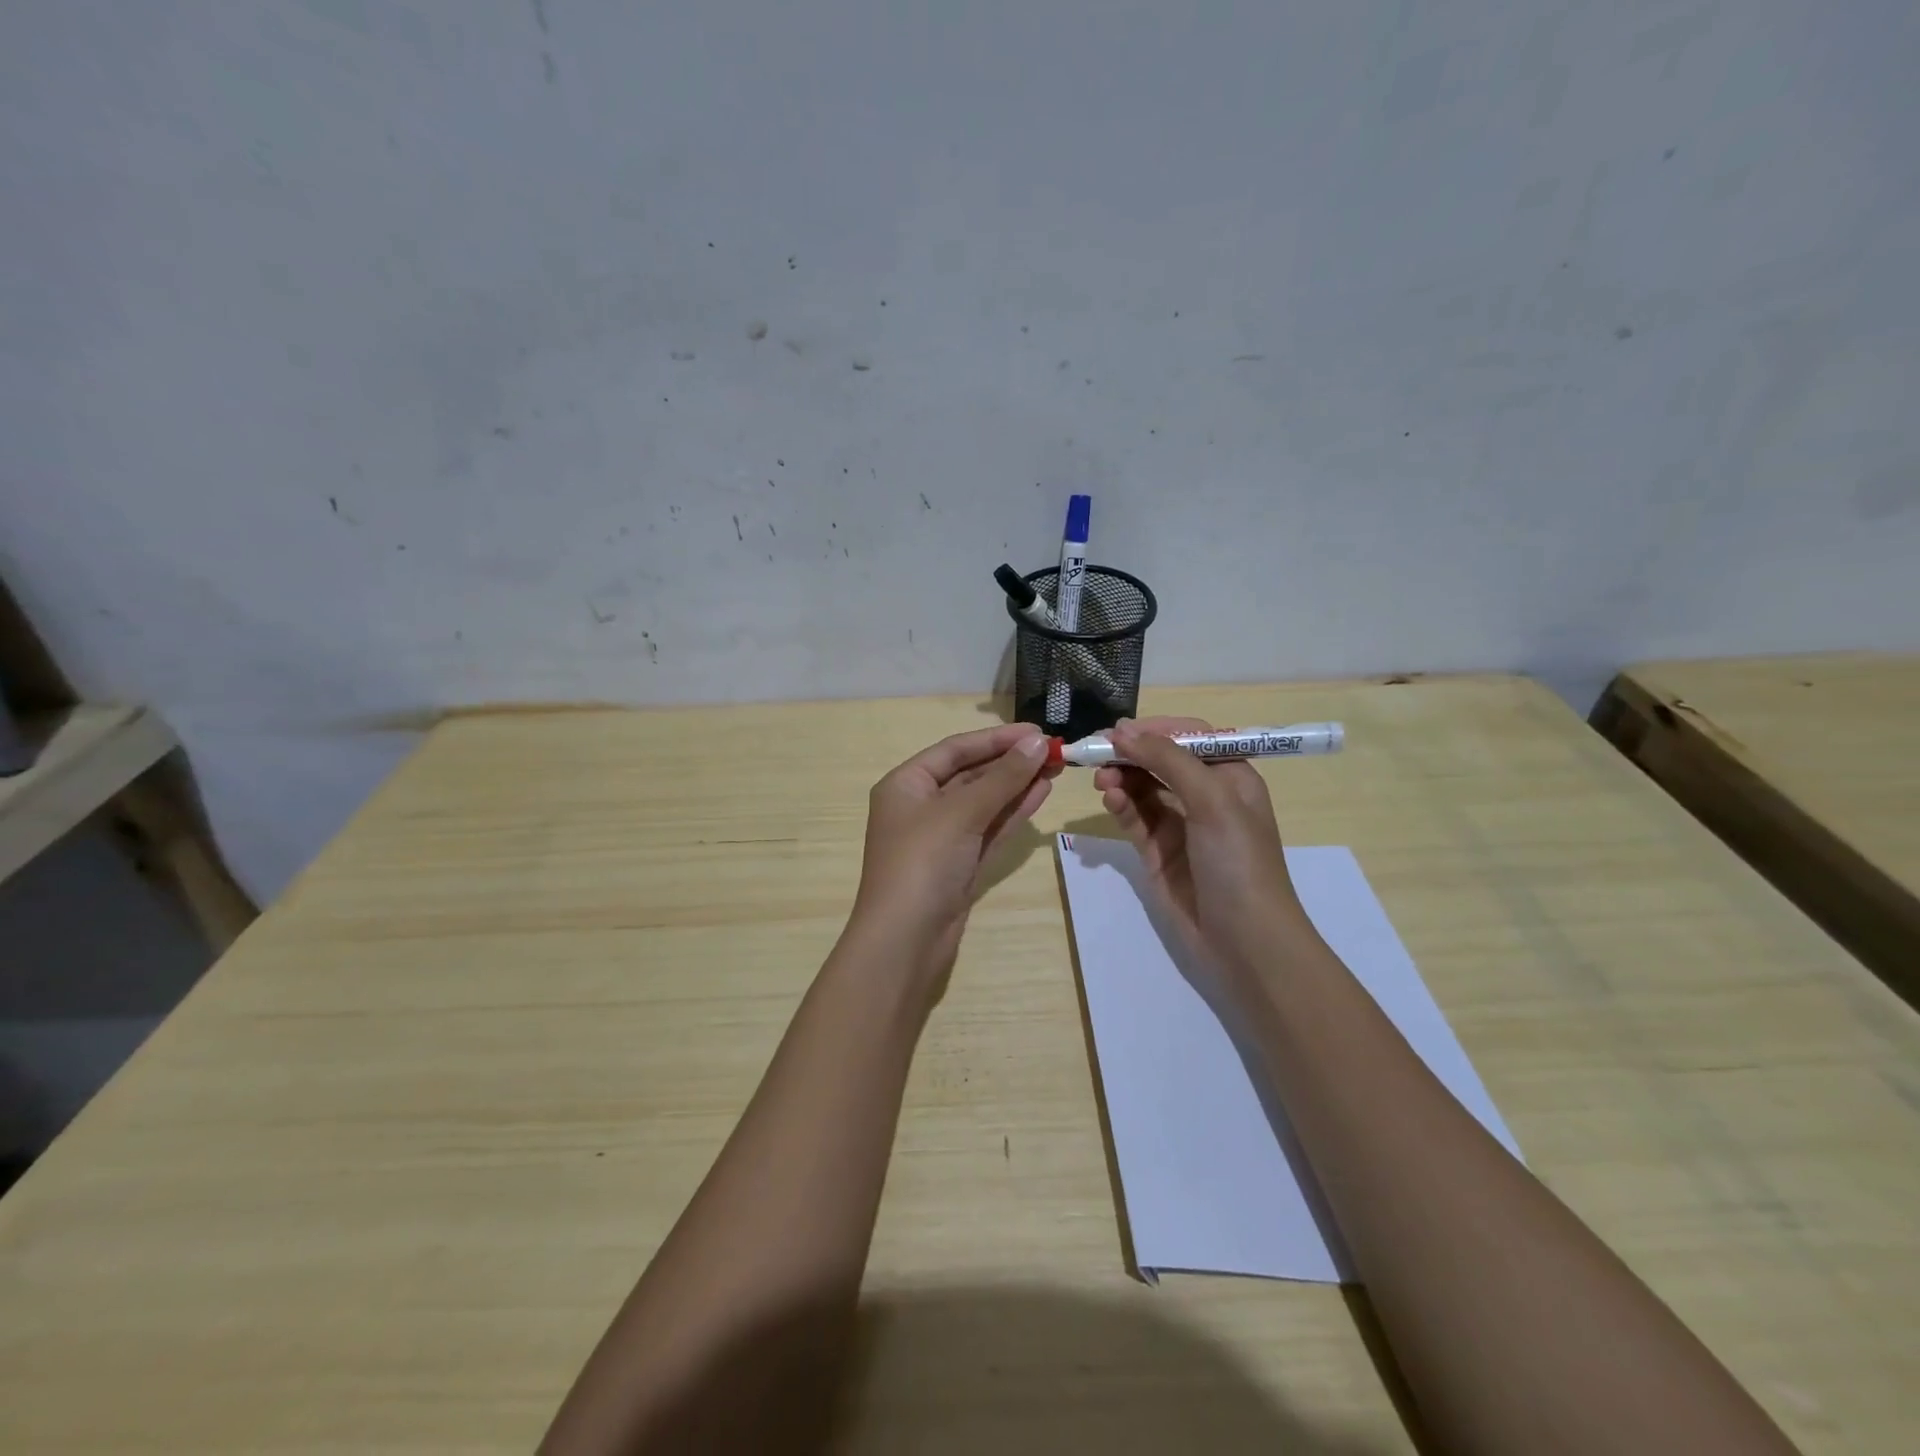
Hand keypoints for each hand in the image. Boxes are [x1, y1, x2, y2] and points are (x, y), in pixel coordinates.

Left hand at [850, 722, 1056, 980]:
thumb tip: (1038, 743)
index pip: (955, 750)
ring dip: (1017, 785)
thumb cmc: (922, 863)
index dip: (997, 739)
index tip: (1038, 731)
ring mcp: (941, 839)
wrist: (904, 942)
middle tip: (1056, 750)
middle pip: (971, 775)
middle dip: (1011, 762)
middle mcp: (921, 807)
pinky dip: (1013, 813)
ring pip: (985, 803)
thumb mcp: (961, 813)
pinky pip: (989, 829)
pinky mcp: (960, 865)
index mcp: (906, 785)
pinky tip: (1041, 794)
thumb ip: (1002, 777)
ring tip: (1056, 767)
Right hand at [1093, 716, 1312, 979]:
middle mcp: (1205, 797)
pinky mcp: (1158, 852)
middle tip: (1096, 753)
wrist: (1246, 942)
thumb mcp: (1212, 800)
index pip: (1189, 738)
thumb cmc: (1239, 862)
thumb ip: (1168, 760)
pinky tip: (1110, 799)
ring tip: (1101, 780)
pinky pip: (1135, 818)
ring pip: (1143, 789)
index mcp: (1230, 777)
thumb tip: (1123, 729)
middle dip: (1131, 754)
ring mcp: (1180, 826)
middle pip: (1161, 761)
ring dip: (1122, 778)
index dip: (1155, 730)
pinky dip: (1121, 805)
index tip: (1119, 730)